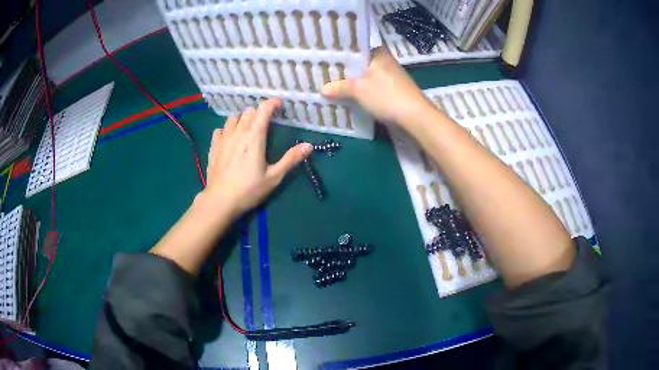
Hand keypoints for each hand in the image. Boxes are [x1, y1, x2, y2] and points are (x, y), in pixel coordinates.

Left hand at [201, 98, 311, 218]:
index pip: (263, 110)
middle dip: (258, 112)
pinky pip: (220, 130)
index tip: (279, 104)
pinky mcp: (214, 147)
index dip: (271, 103)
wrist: (220, 201)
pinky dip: (227, 129)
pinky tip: (230, 137)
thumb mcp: (274, 177)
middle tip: (266, 120)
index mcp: (254, 137)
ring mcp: (223, 138)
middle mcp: (238, 132)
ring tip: (248, 126)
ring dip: (242, 118)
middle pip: (248, 112)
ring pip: (233, 118)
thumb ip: (290, 159)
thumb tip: (309, 145)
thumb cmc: (249, 190)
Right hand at [321, 47, 434, 125]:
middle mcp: (385, 61)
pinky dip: (361, 89)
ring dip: (352, 80)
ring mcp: (390, 76)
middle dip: (344, 67)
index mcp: (378, 53)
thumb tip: (322, 89)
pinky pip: (372, 86)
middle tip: (322, 69)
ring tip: (331, 82)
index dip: (341, 50)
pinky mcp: (393, 90)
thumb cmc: (386, 96)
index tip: (324, 53)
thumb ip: (340, 87)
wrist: (415, 117)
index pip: (356, 45)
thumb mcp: (358, 90)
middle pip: (360, 61)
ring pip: (365, 74)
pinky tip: (349, 94)